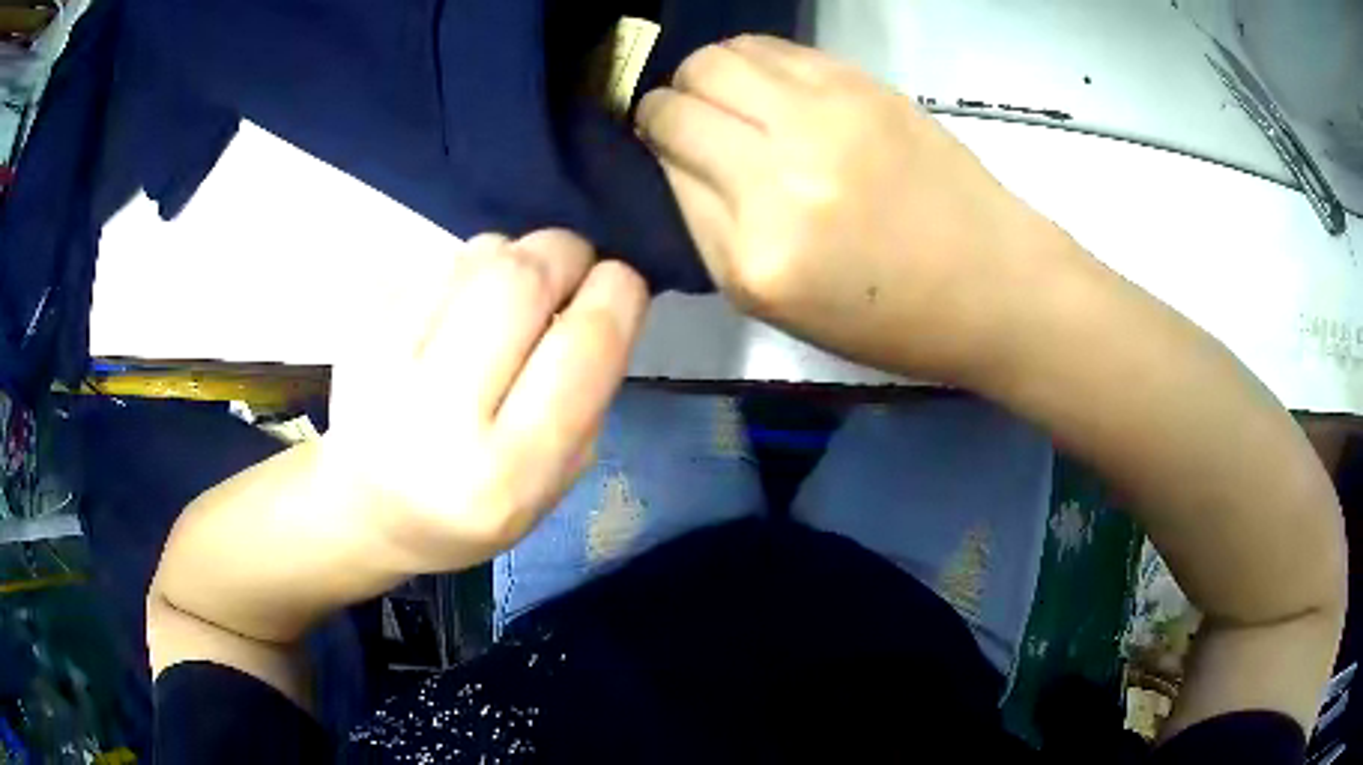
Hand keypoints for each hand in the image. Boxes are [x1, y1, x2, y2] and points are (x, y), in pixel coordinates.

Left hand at [327, 230, 647, 572]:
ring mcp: (386, 364)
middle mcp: (441, 415)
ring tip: (509, 297)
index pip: (585, 343)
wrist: (370, 510)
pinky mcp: (359, 328)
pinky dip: (466, 269)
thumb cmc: (475, 507)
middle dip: (567, 253)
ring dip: (515, 258)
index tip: (622, 283)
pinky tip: (456, 310)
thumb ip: (586, 392)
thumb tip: (599, 293)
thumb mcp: (554, 481)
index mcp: (508, 470)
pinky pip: (436, 260)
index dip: (618, 292)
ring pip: (478, 254)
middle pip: (524, 277)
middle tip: (573, 267)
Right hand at [637, 35, 1064, 382]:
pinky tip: (768, 87)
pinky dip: (749, 61)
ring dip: (702, 78)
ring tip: (728, 102)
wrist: (993, 284)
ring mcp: (825, 117)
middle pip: (675, 105)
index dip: (653, 155)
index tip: (665, 156)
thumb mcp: (776, 305)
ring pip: (713, 61)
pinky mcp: (860, 84)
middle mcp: (781, 176)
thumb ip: (710, 228)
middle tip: (688, 126)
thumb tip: (670, 159)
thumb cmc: (889, 319)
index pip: (663, 170)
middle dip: (664, 111)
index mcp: (756, 256)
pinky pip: (767, 48)